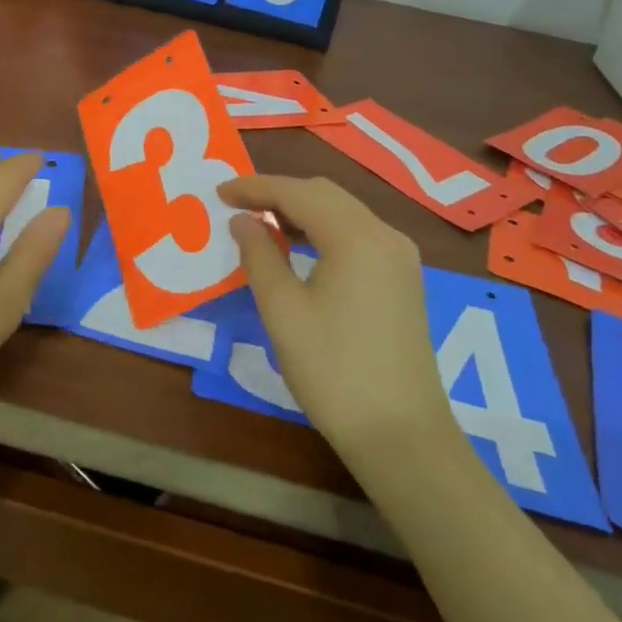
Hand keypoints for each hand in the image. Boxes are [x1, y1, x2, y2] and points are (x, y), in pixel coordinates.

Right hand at [218, 174, 450, 456]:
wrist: (400, 434)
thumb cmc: (333, 370)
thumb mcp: (283, 311)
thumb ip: (260, 256)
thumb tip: (243, 221)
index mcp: (356, 237)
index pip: (298, 193)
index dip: (255, 188)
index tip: (219, 192)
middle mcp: (385, 235)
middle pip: (325, 195)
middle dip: (279, 194)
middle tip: (237, 207)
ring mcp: (400, 258)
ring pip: (344, 213)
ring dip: (302, 211)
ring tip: (261, 225)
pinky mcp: (403, 280)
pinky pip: (358, 236)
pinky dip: (324, 231)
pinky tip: (299, 250)